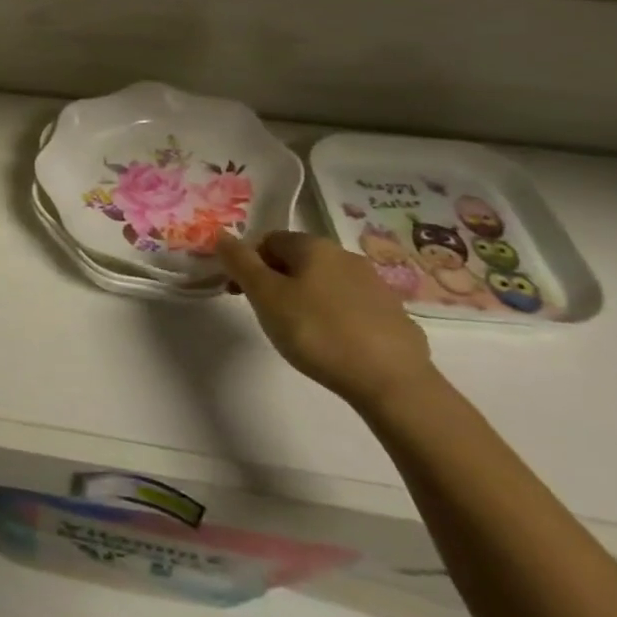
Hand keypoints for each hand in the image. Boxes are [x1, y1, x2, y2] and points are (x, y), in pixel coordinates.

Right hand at [216, 230, 434, 413]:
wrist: (392, 382)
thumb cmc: (317, 332)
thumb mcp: (265, 296)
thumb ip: (240, 262)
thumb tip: (221, 235)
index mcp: (313, 245)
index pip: (268, 240)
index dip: (248, 263)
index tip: (240, 293)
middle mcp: (346, 256)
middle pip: (298, 260)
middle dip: (276, 281)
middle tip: (267, 314)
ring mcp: (375, 285)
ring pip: (326, 283)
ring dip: (306, 298)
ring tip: (301, 333)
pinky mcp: (395, 316)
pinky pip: (352, 307)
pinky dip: (336, 318)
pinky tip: (335, 345)